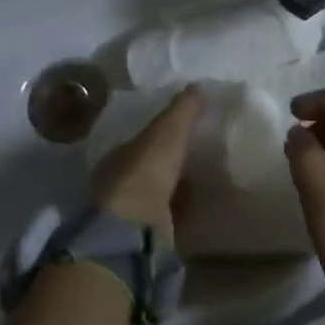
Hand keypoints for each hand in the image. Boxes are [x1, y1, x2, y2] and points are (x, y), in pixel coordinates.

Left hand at [90, 85, 200, 246]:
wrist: (136, 229)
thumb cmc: (146, 170)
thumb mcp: (168, 130)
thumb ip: (183, 108)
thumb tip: (197, 84)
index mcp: (118, 156)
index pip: (141, 141)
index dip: (161, 135)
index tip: (184, 130)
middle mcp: (118, 185)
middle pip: (149, 168)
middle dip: (170, 163)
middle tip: (199, 154)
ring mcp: (130, 215)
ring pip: (158, 195)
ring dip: (178, 189)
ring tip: (206, 180)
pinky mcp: (145, 239)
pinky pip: (170, 218)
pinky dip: (184, 212)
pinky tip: (202, 206)